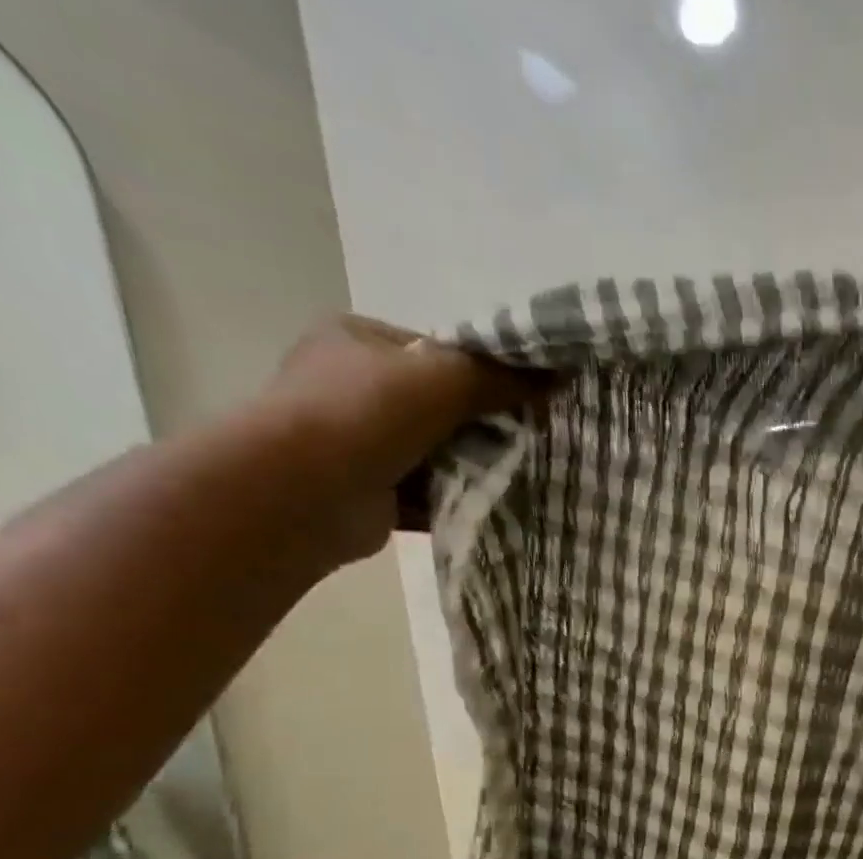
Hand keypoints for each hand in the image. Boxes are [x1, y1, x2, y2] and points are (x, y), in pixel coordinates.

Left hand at [258, 315, 551, 565]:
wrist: (302, 492)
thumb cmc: (364, 415)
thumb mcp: (441, 379)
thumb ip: (500, 377)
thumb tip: (560, 373)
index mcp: (359, 342)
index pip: (439, 354)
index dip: (486, 376)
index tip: (529, 402)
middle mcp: (354, 389)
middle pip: (443, 408)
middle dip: (486, 429)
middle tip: (531, 445)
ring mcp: (360, 444)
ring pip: (439, 455)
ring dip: (476, 470)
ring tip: (521, 480)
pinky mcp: (373, 494)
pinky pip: (430, 496)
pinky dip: (459, 504)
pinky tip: (494, 511)